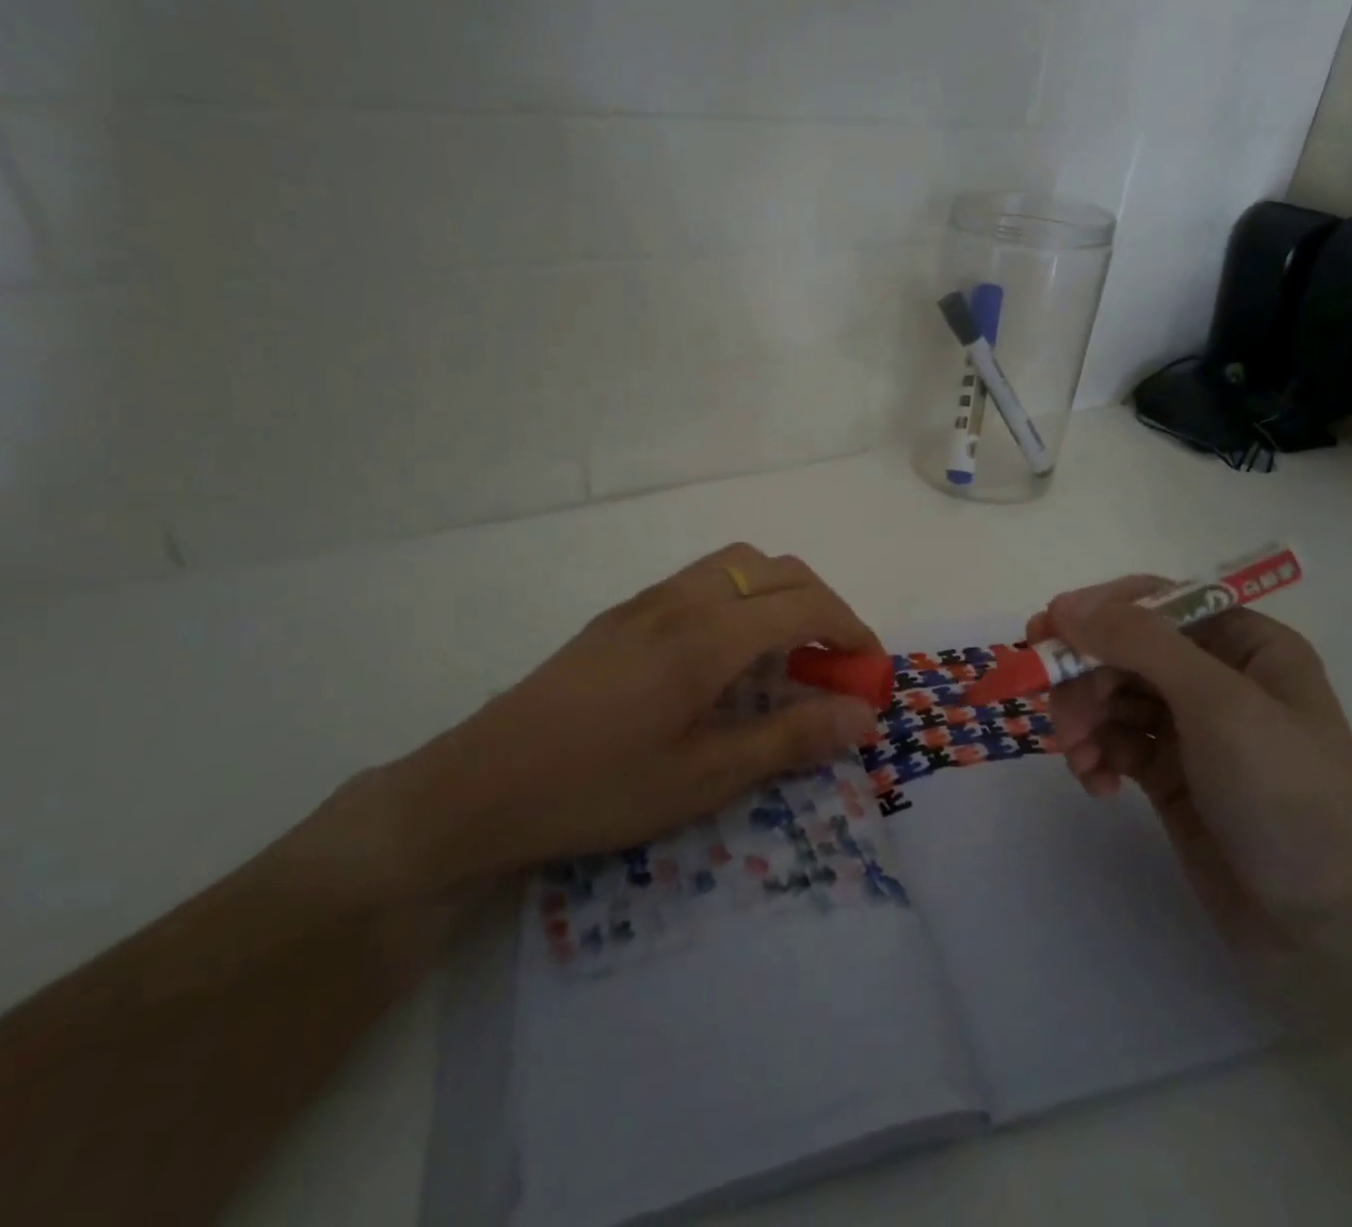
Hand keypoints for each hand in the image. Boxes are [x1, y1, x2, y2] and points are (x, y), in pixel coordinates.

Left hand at [376, 544, 882, 895]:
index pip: (805, 604)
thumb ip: (789, 738)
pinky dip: (739, 597)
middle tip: (833, 664)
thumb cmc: (599, 788)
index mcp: (707, 636)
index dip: (850, 630)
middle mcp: (682, 600)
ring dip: (778, 592)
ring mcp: (647, 600)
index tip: (869, 671)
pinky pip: (701, 579)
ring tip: (784, 653)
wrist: (482, 785)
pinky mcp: (622, 613)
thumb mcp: (703, 777)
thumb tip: (862, 714)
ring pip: (737, 563)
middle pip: (777, 568)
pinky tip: (725, 654)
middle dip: (822, 606)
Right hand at [1029, 578, 1351, 967]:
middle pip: (1122, 650)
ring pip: (1109, 695)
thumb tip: (1065, 605)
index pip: (1155, 602)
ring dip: (1083, 720)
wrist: (1325, 928)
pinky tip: (1098, 784)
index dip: (1098, 612)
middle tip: (1064, 719)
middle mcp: (1215, 676)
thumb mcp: (1218, 705)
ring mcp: (1189, 726)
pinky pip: (1112, 741)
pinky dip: (1095, 755)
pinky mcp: (1167, 771)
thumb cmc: (1285, 796)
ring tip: (1080, 758)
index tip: (1047, 632)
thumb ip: (1141, 644)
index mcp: (1244, 644)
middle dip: (1085, 680)